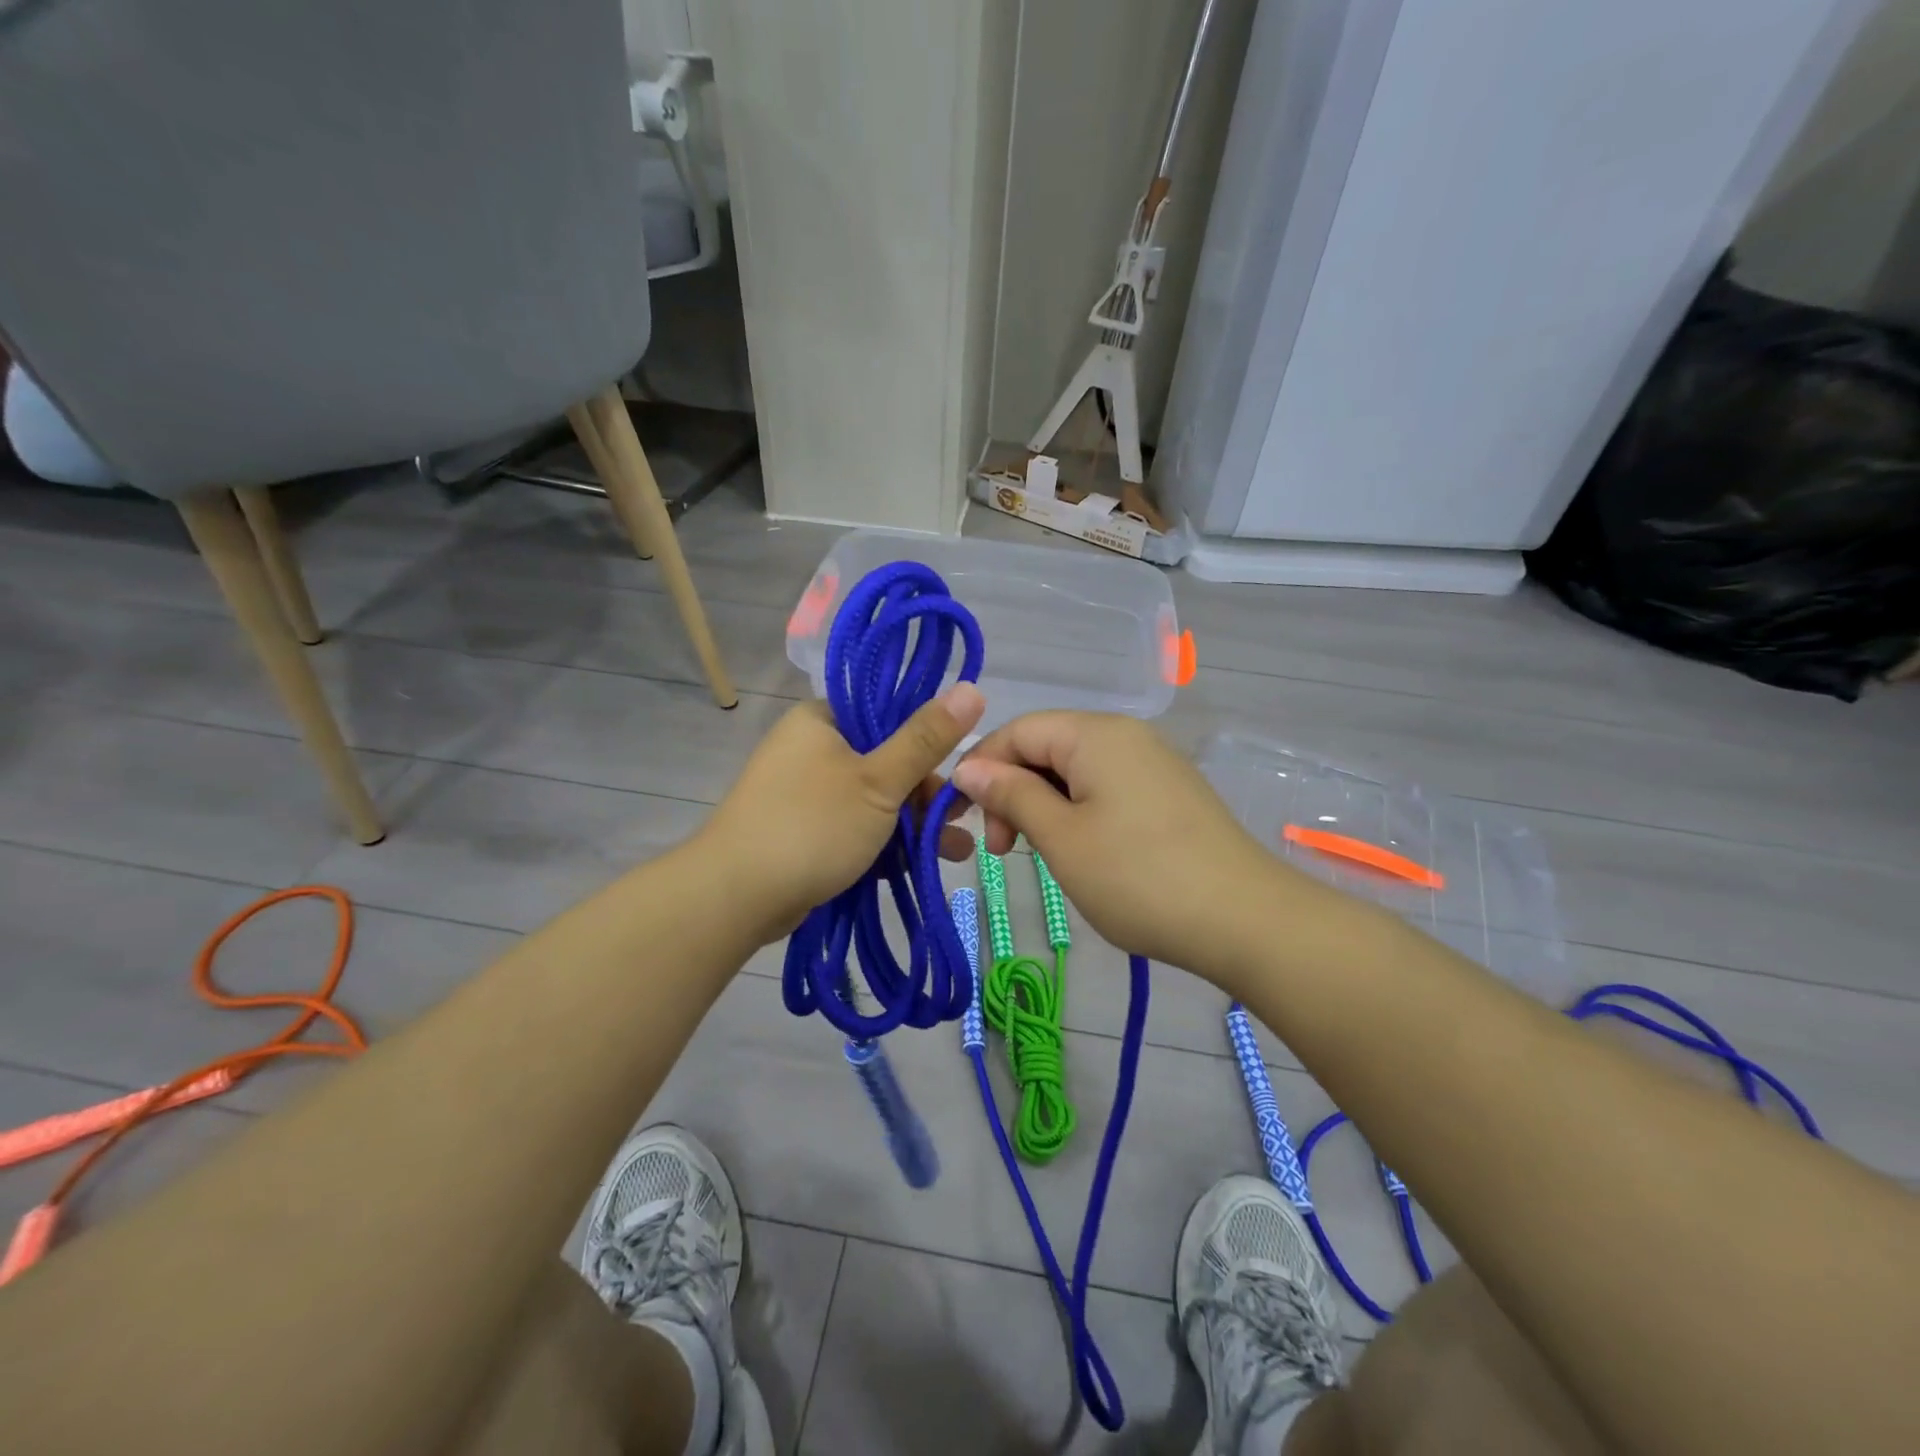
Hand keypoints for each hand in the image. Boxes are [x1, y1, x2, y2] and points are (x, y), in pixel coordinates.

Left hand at [701, 684, 986, 943]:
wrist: (735, 897)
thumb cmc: (812, 826)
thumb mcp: (879, 781)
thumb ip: (926, 739)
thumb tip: (972, 687)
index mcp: (823, 720)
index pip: (888, 714)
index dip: (929, 741)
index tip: (961, 771)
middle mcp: (812, 748)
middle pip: (885, 760)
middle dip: (927, 794)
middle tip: (962, 820)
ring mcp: (806, 792)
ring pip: (874, 798)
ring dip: (915, 824)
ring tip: (957, 851)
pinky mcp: (804, 829)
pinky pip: (855, 825)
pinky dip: (886, 841)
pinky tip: (921, 863)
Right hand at [951, 712, 1293, 983]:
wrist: (1246, 920)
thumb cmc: (1138, 878)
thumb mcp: (1061, 838)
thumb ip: (1011, 795)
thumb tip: (969, 767)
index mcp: (1095, 734)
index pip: (1017, 730)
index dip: (981, 768)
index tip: (961, 819)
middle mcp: (1125, 735)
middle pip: (1046, 747)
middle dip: (1012, 791)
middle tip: (1003, 850)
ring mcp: (1152, 763)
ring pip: (1074, 770)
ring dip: (1043, 806)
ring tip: (1039, 855)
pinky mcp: (1169, 793)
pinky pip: (1105, 788)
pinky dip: (1077, 813)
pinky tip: (1079, 852)